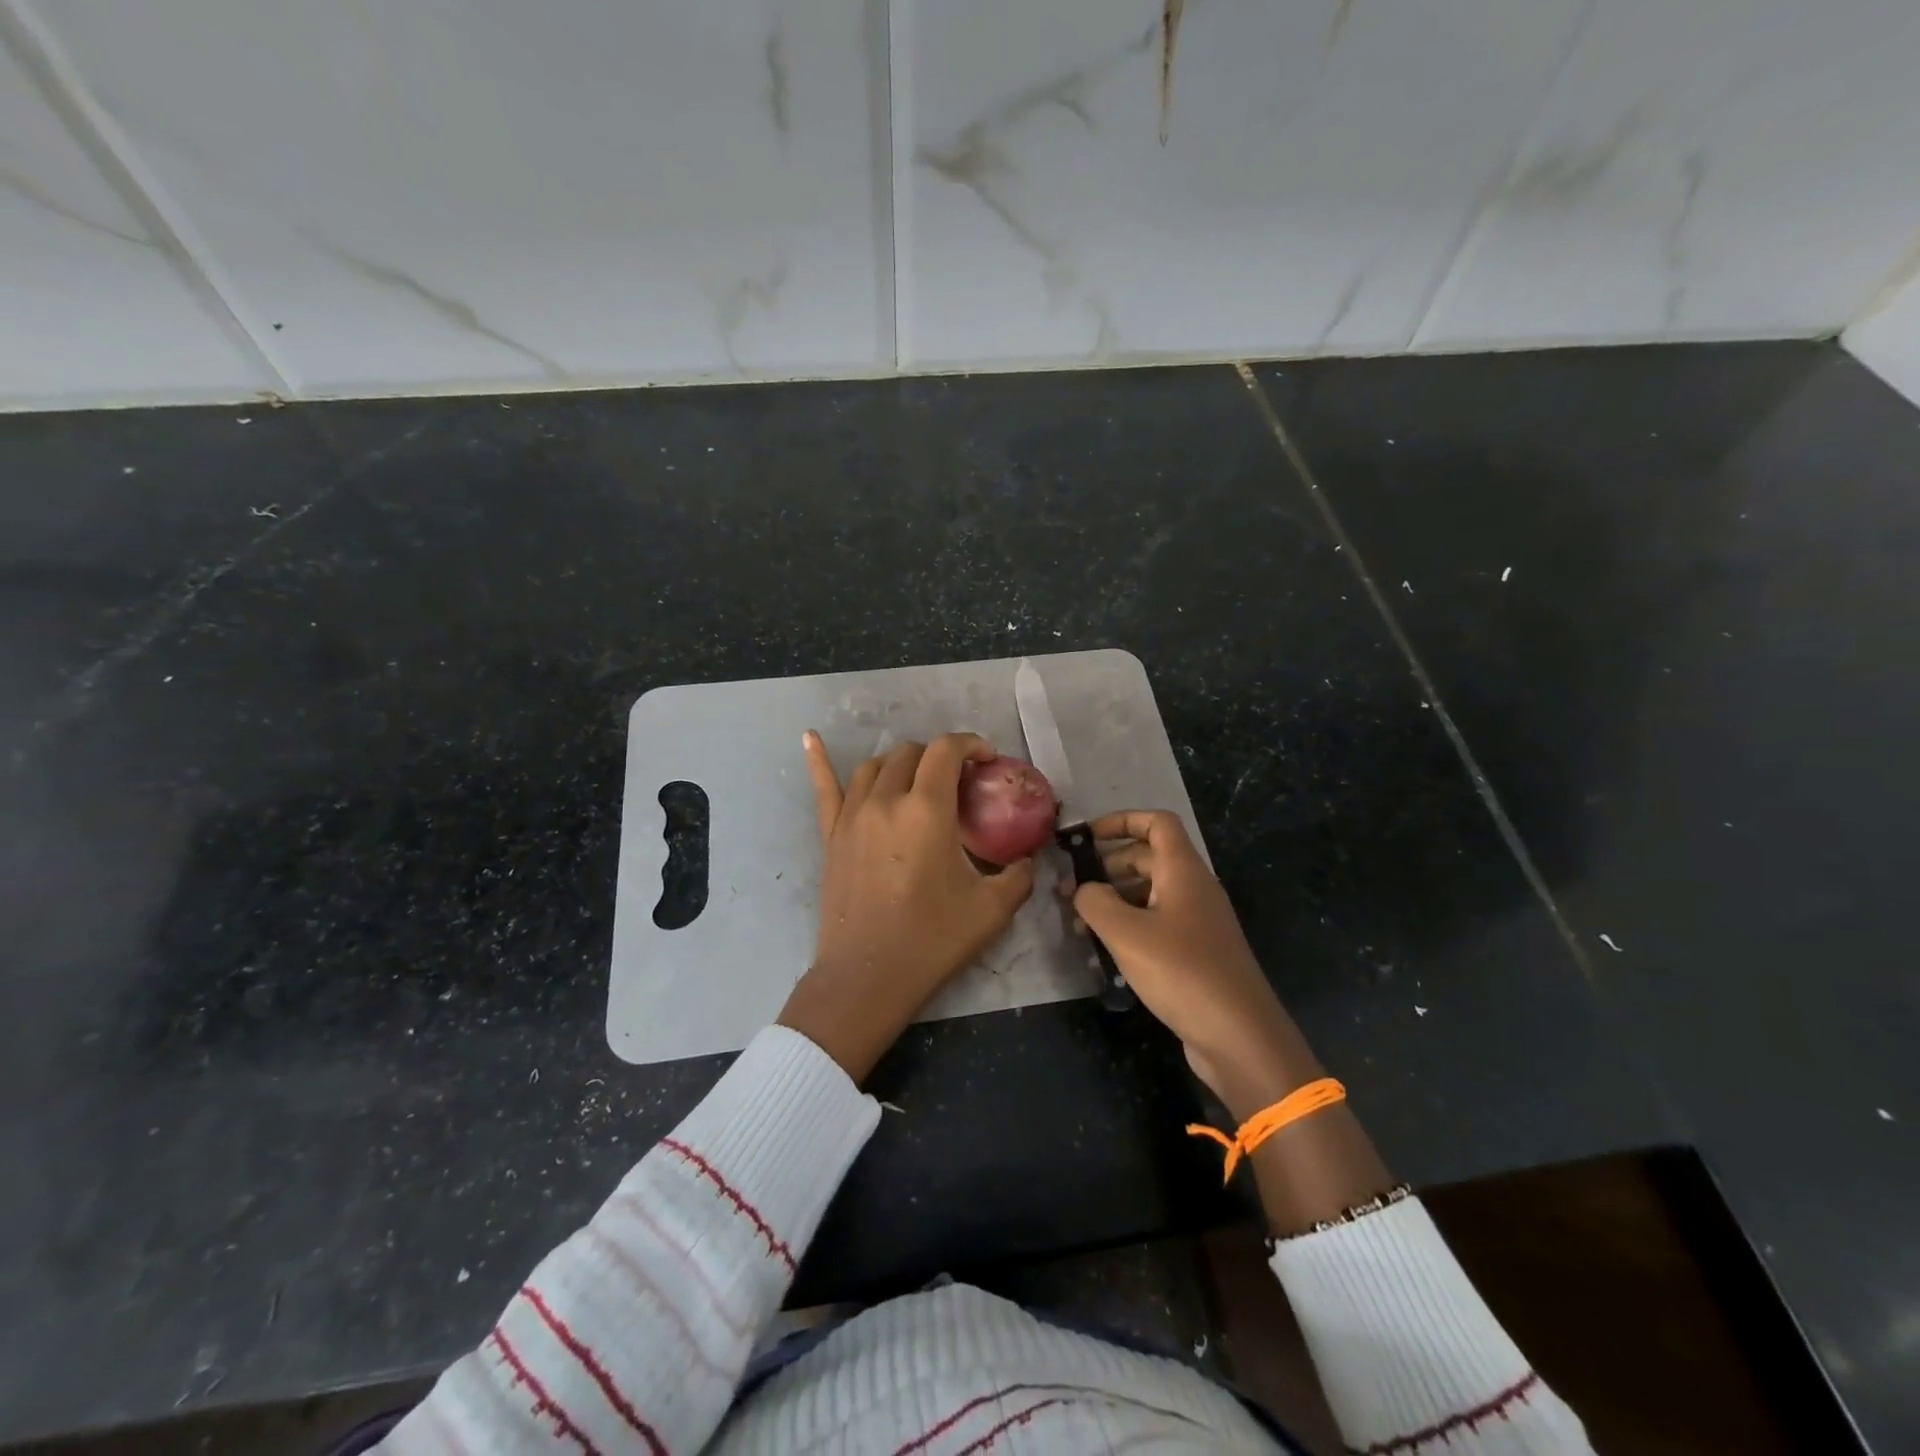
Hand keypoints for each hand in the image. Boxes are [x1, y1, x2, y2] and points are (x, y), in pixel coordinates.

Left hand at [777, 731, 1036, 1081]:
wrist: (868, 977)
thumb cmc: (932, 940)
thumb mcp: (993, 909)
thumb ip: (1019, 875)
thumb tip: (1029, 858)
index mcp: (927, 810)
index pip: (946, 750)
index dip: (970, 744)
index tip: (986, 760)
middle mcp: (886, 801)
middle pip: (911, 753)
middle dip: (939, 757)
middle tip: (958, 783)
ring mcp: (852, 816)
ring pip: (874, 766)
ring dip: (900, 763)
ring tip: (917, 780)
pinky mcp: (831, 835)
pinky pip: (824, 788)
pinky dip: (819, 760)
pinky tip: (811, 738)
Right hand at [1074, 811, 1322, 1119]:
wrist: (1240, 1036)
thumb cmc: (1182, 972)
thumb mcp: (1126, 933)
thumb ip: (1095, 902)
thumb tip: (1083, 889)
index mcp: (1183, 871)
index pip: (1157, 823)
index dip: (1121, 821)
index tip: (1086, 838)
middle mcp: (1194, 889)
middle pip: (1149, 857)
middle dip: (1108, 865)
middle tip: (1071, 886)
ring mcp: (1198, 922)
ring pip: (1150, 893)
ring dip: (1115, 899)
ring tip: (1079, 921)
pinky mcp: (1196, 953)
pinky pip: (1157, 923)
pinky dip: (1129, 926)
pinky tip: (1104, 949)